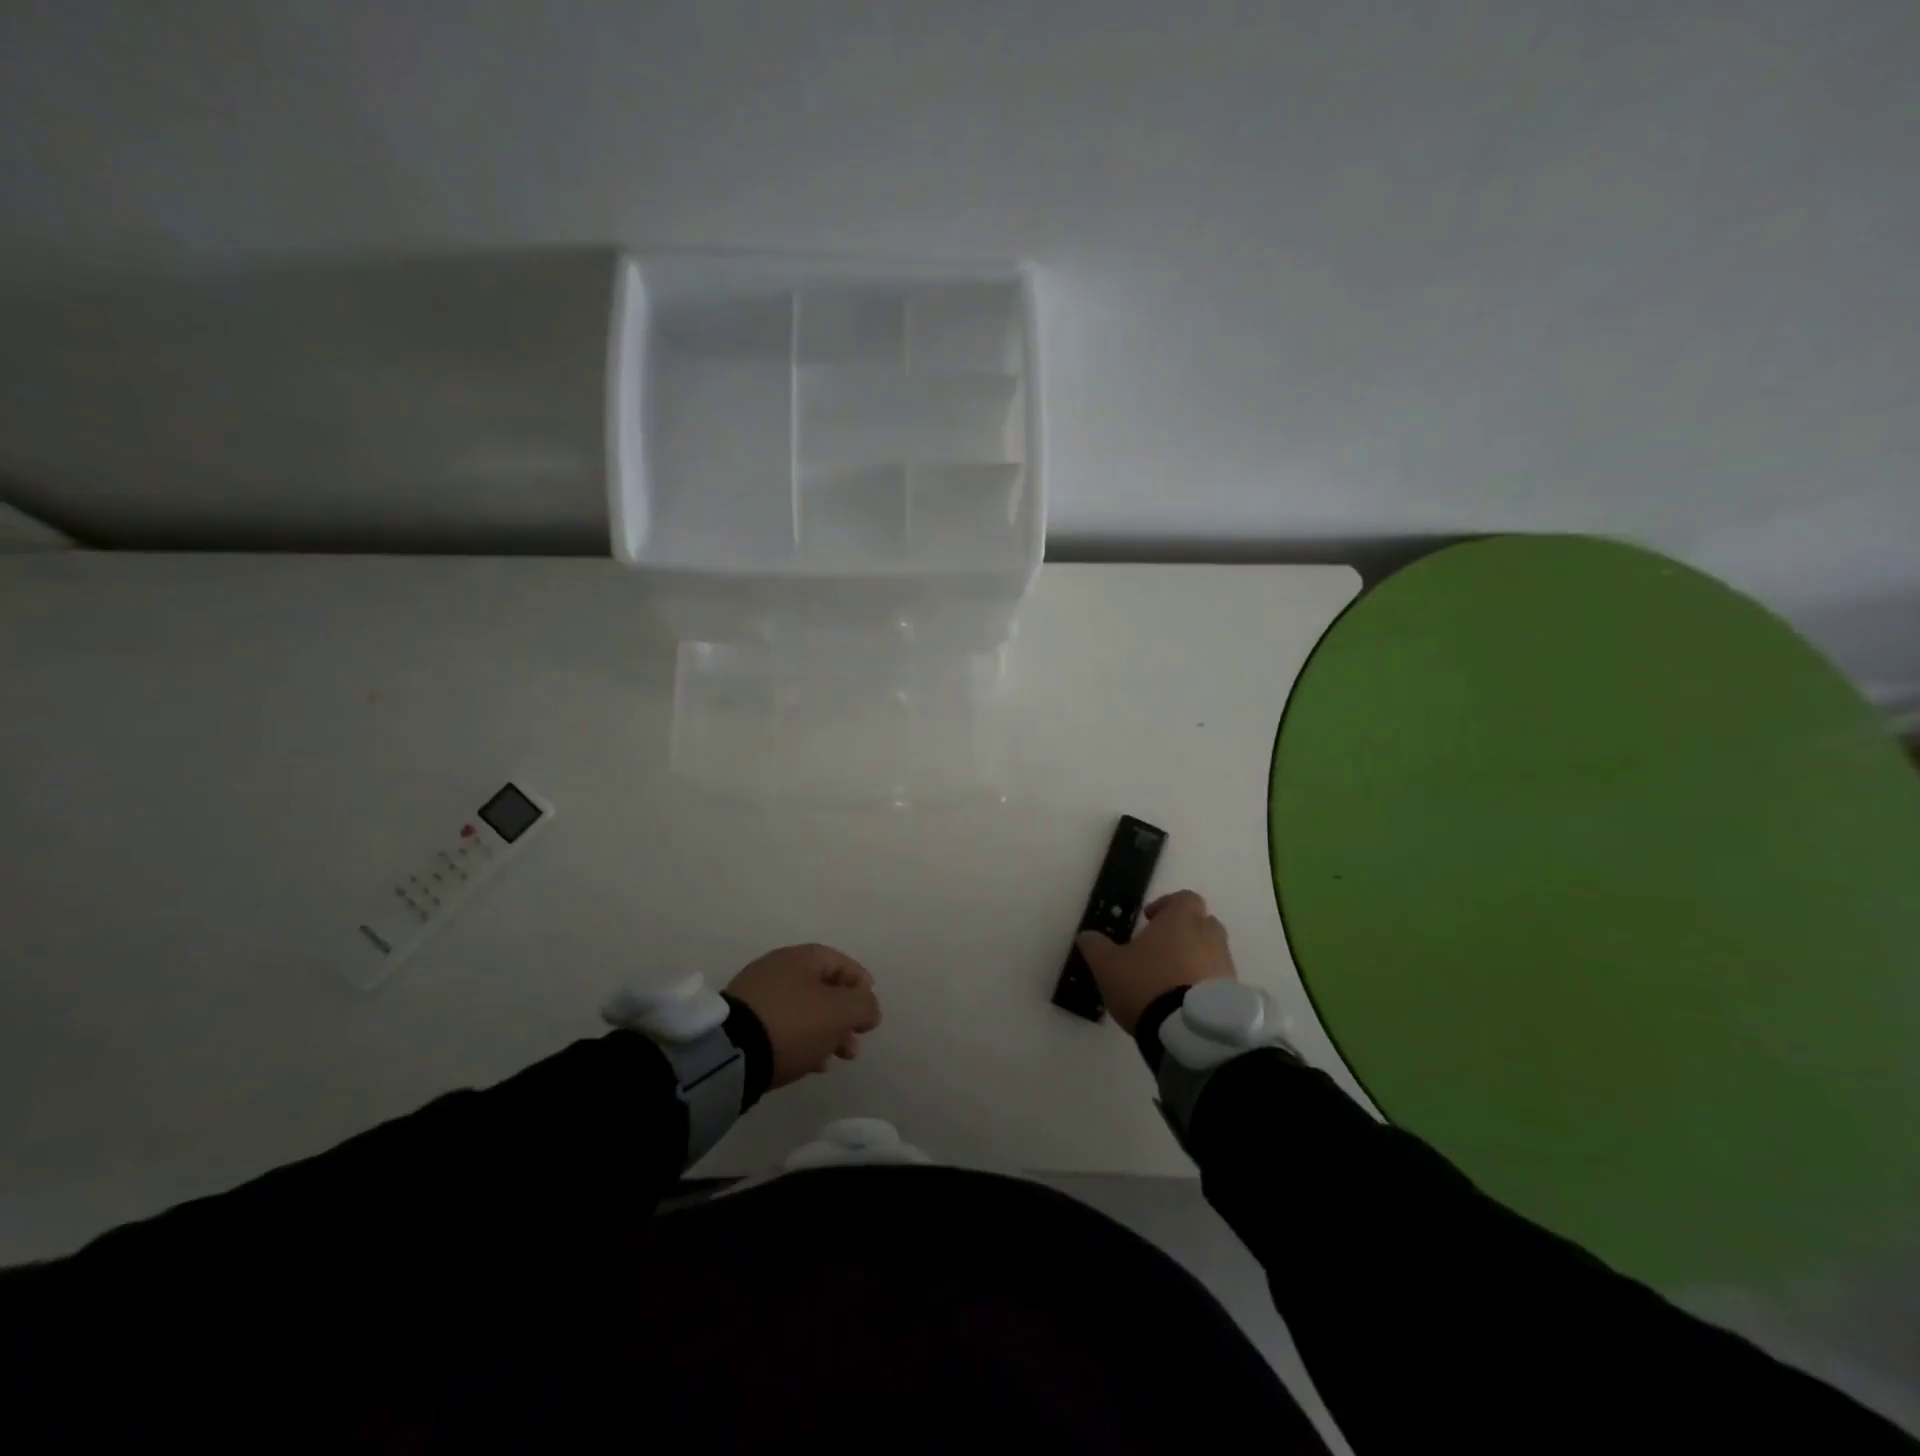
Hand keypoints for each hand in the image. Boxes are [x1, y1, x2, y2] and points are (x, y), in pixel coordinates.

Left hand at [726, 944, 881, 1089]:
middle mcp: (778, 968)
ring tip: (836, 1058)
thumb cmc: (793, 1023)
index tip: (871, 1012)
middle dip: (844, 1016)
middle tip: (855, 1044)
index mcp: (801, 957)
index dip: (861, 985)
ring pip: (803, 1010)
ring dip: (825, 1032)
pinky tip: (810, 1063)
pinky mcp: (743, 1022)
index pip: (841, 963)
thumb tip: (869, 1007)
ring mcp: (757, 995)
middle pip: (822, 988)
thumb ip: (864, 1005)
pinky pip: (782, 1026)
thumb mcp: (840, 1012)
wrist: (731, 1053)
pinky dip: (802, 1040)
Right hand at [1075, 889, 1236, 1033]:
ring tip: (1171, 980)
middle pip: (1202, 923)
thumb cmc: (1146, 985)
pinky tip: (1185, 1001)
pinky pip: (1219, 980)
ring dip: (1195, 959)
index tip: (1149, 919)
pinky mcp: (1233, 994)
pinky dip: (1205, 984)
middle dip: (1184, 932)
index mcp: (1181, 920)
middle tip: (1160, 949)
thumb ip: (1096, 947)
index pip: (1184, 898)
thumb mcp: (1108, 966)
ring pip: (1212, 952)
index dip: (1167, 905)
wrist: (1189, 1032)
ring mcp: (1225, 965)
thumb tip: (1086, 935)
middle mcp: (1209, 936)